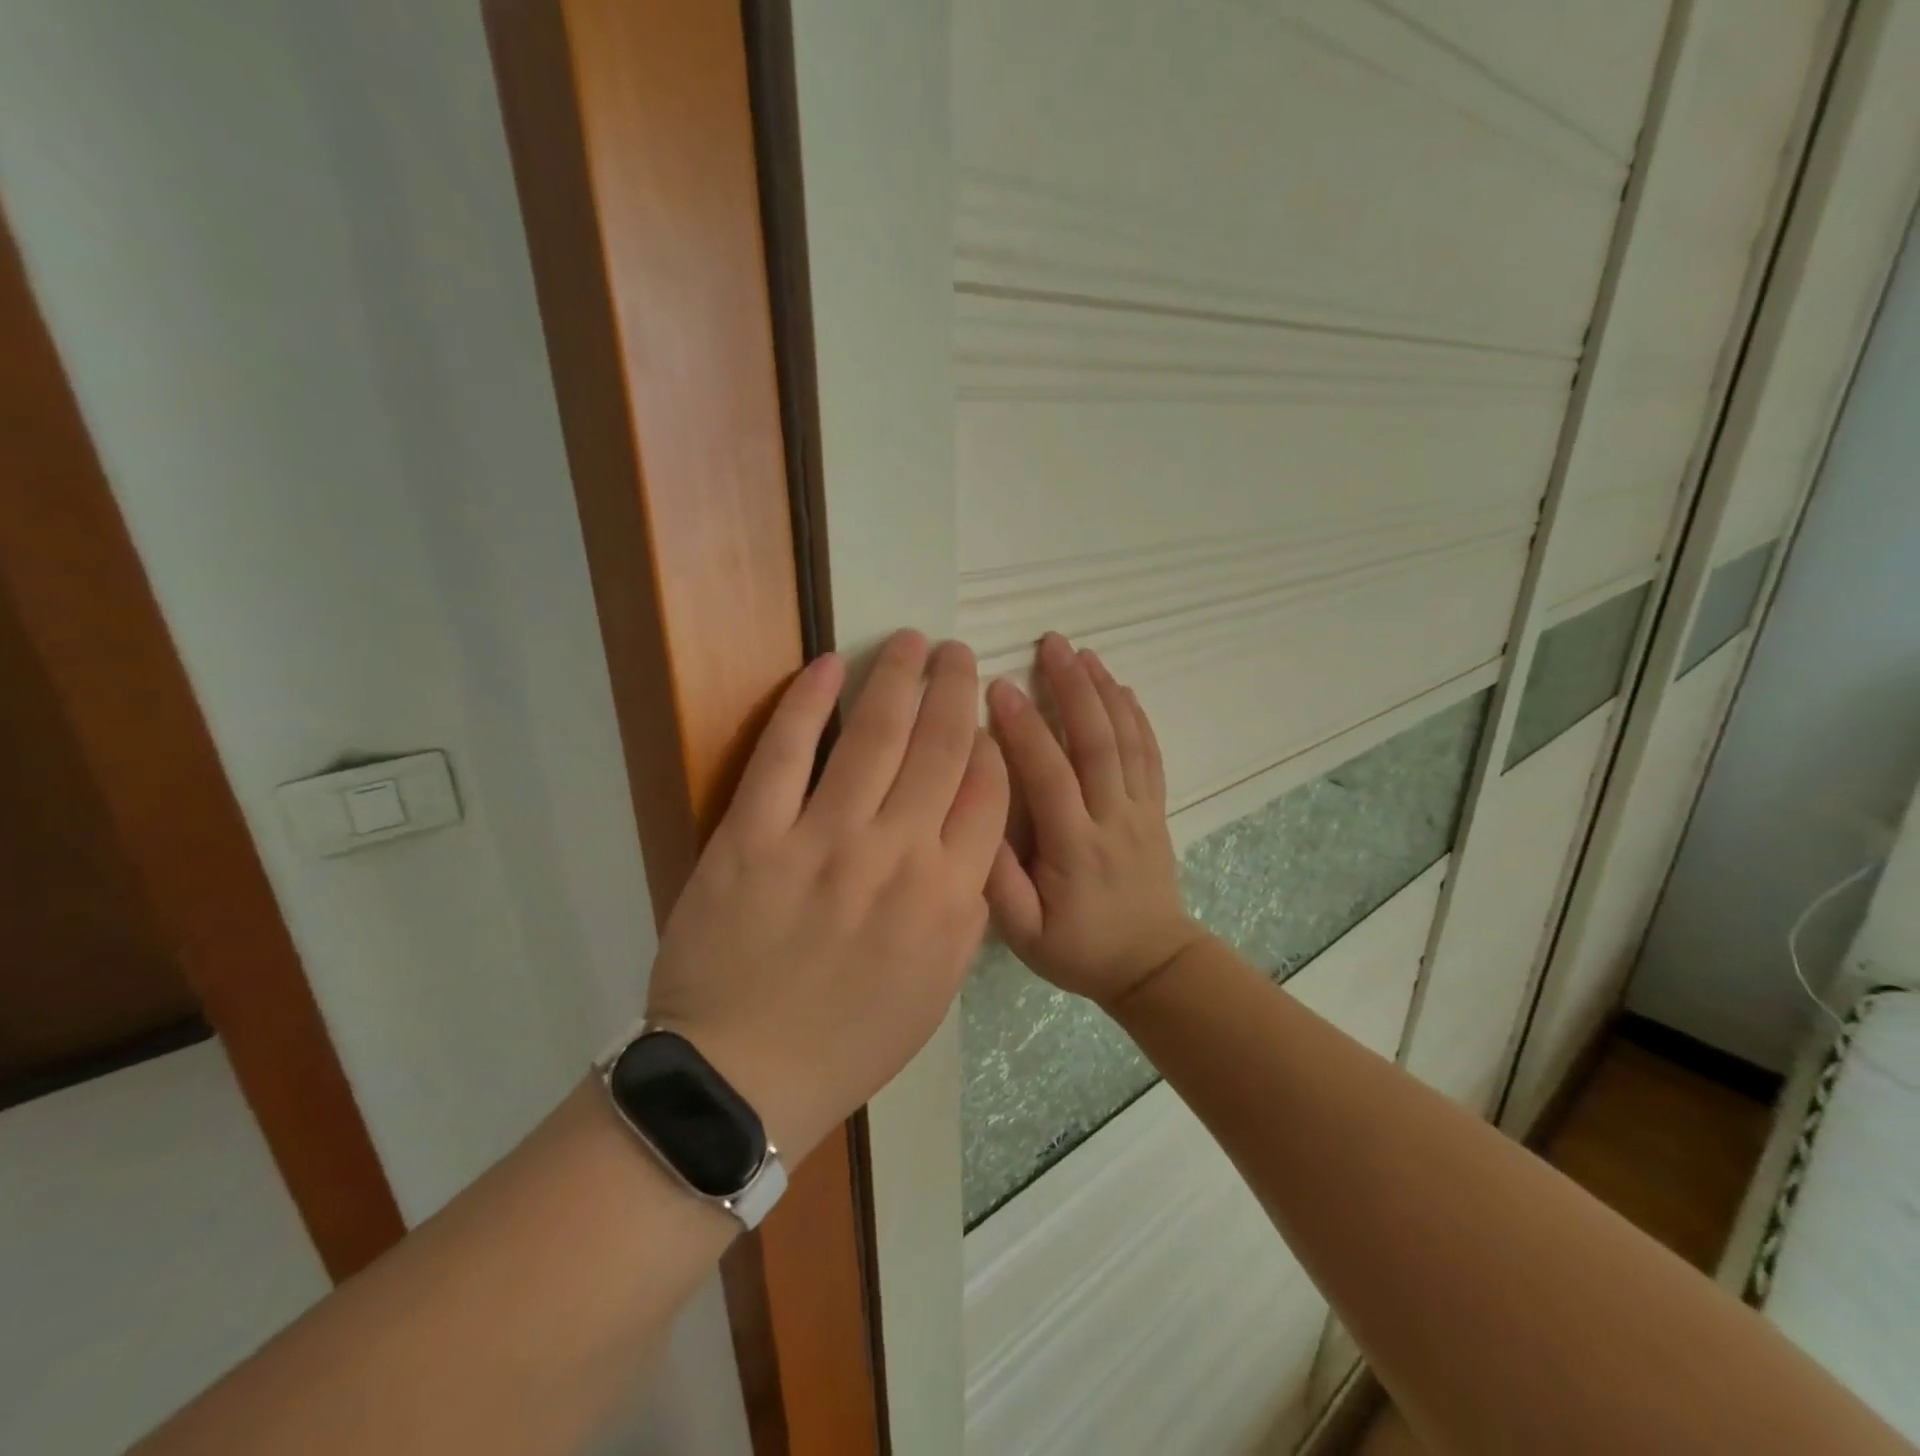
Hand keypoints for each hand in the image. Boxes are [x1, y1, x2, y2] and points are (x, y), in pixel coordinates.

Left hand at [643, 631, 1007, 1162]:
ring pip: (874, 735)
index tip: (987, 715)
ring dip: (898, 676)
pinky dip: (808, 701)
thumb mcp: (936, 987)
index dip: (991, 742)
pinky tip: (829, 665)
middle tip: (957, 652)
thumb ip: (965, 909)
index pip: (988, 792)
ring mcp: (823, 840)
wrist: (744, 1077)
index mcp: (949, 897)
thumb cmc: (851, 1040)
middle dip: (954, 688)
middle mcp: (897, 855)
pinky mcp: (752, 835)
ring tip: (913, 641)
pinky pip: (785, 753)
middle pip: (941, 746)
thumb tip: (974, 839)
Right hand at [985, 633, 1205, 1007]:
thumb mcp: (1024, 935)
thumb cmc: (1079, 949)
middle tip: (1052, 643)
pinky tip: (1122, 688)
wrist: (1152, 965)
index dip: (1025, 728)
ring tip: (1084, 652)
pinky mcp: (1156, 810)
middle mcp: (1112, 818)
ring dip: (1105, 692)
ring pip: (1126, 741)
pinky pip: (1150, 755)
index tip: (1000, 686)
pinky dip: (1138, 717)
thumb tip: (972, 821)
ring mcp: (1140, 810)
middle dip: (1072, 688)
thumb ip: (997, 884)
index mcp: (1074, 847)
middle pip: (1096, 742)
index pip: (1049, 775)